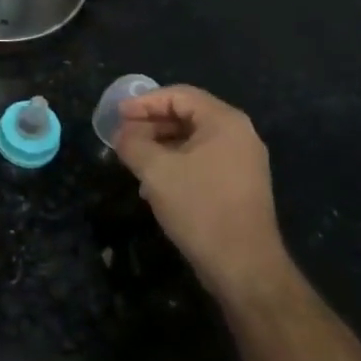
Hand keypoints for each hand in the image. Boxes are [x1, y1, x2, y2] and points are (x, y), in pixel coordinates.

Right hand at [114, 85, 289, 306]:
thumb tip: (122, 134)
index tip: (117, 115)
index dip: (144, 102)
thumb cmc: (200, 207)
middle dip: (151, 124)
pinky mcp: (238, 185)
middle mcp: (238, 135)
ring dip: (160, 146)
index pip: (179, 95)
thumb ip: (133, 144)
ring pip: (192, 141)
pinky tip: (153, 184)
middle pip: (187, 115)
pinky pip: (201, 161)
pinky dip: (175, 164)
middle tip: (122, 136)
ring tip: (133, 160)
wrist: (243, 265)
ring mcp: (242, 162)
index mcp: (225, 122)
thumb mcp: (156, 171)